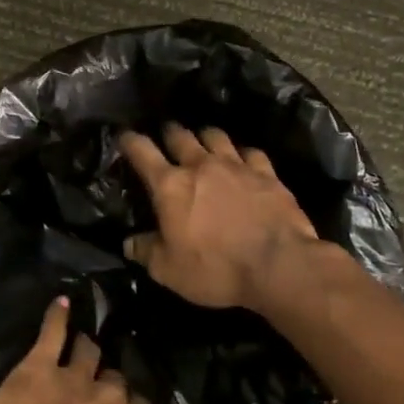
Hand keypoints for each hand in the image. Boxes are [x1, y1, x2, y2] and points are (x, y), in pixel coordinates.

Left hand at [0, 297, 242, 403]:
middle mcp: (111, 395)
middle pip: (117, 383)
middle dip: (113, 387)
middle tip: (104, 395)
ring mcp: (74, 376)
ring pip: (89, 354)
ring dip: (89, 351)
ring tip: (90, 345)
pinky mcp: (39, 366)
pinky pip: (52, 333)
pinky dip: (57, 317)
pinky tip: (61, 303)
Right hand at [119, 124, 318, 312]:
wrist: (280, 266)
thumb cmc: (216, 268)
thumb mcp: (169, 270)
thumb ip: (146, 252)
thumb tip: (129, 243)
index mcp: (170, 186)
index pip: (142, 152)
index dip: (129, 141)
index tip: (124, 136)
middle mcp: (201, 165)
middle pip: (180, 136)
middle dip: (169, 133)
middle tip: (166, 136)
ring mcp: (237, 166)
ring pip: (215, 136)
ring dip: (205, 137)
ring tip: (203, 142)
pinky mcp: (267, 174)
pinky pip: (251, 153)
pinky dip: (242, 154)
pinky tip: (243, 161)